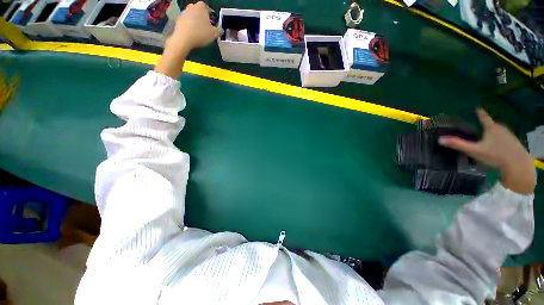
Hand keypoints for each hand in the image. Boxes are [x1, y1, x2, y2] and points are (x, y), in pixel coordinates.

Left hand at [167, 1, 219, 55]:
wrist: (184, 39)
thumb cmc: (201, 34)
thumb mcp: (214, 34)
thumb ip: (219, 31)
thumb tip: (220, 30)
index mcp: (201, 7)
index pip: (208, 9)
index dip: (212, 16)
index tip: (214, 24)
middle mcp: (192, 6)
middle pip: (199, 11)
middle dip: (203, 17)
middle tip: (207, 27)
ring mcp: (184, 12)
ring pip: (193, 16)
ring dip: (196, 21)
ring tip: (200, 31)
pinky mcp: (179, 19)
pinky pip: (187, 21)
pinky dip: (190, 25)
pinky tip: (193, 34)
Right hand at [439, 109, 535, 193]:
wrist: (518, 166)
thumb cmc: (495, 156)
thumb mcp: (474, 151)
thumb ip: (458, 145)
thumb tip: (440, 139)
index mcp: (491, 128)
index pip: (484, 117)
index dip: (480, 113)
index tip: (477, 108)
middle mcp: (501, 128)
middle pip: (492, 125)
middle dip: (486, 126)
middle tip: (479, 129)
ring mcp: (510, 135)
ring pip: (498, 132)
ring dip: (493, 134)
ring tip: (487, 139)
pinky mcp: (514, 143)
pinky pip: (504, 138)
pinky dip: (499, 140)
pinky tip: (497, 147)